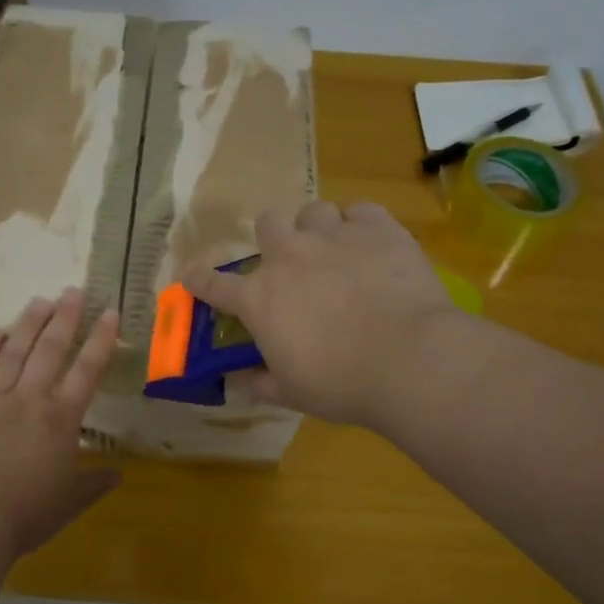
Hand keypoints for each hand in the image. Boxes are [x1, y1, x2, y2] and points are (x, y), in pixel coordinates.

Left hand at [0, 287, 120, 561]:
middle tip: (72, 290)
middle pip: (50, 351)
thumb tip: (118, 474)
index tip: (109, 313)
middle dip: (64, 318)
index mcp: (60, 421)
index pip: (86, 372)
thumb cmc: (24, 515)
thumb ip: (93, 485)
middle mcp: (29, 400)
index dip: (100, 341)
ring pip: (13, 352)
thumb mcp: (68, 504)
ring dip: (27, 324)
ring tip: (39, 300)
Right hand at [184, 202, 460, 429]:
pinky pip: (361, 211)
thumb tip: (237, 381)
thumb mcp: (291, 393)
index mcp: (259, 298)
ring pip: (312, 211)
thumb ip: (258, 383)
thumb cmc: (341, 384)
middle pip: (267, 225)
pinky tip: (371, 245)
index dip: (200, 280)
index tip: (193, 276)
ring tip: (334, 250)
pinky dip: (361, 226)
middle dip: (273, 240)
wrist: (410, 359)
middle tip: (291, 263)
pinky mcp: (377, 228)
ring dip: (317, 229)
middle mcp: (288, 257)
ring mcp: (332, 236)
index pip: (214, 285)